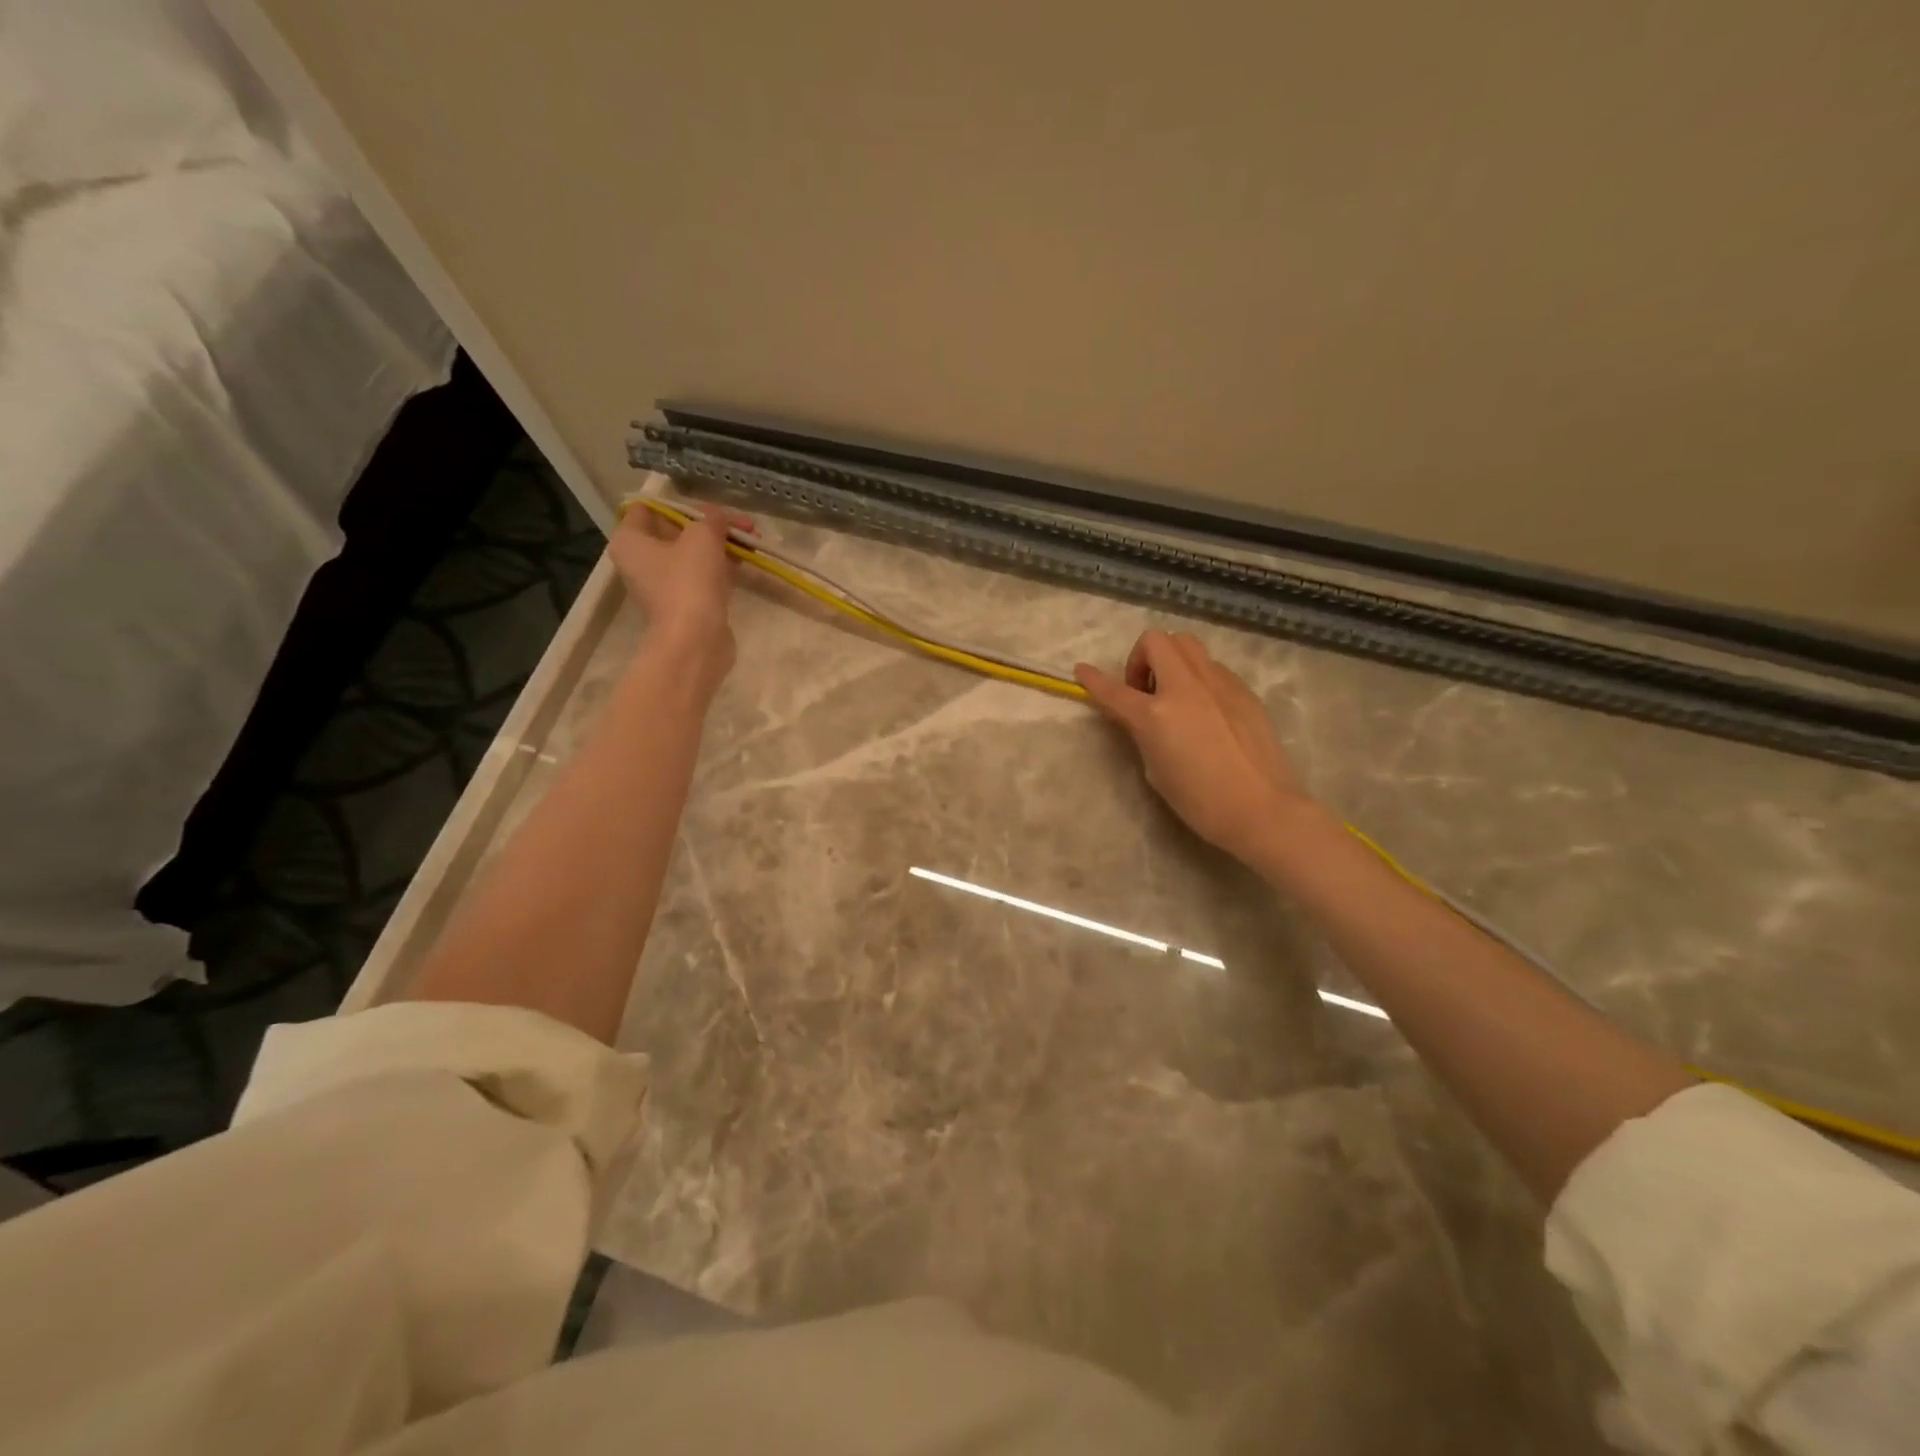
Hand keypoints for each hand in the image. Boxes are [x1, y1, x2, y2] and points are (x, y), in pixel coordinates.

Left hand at [610, 503, 750, 676]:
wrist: (696, 639)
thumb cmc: (689, 580)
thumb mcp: (703, 537)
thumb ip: (711, 519)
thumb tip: (718, 516)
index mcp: (630, 540)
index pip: (647, 509)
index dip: (679, 503)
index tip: (708, 506)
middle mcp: (640, 561)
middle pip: (675, 532)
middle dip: (710, 525)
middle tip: (743, 523)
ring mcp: (663, 585)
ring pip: (693, 554)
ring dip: (721, 545)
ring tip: (753, 540)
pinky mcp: (685, 603)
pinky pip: (703, 576)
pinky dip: (722, 566)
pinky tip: (746, 559)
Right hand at [1075, 630, 1309, 864]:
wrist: (1262, 808)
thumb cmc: (1200, 801)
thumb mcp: (1156, 770)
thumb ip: (1143, 733)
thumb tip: (1140, 716)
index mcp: (1155, 715)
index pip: (1113, 690)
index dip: (1093, 679)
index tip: (1081, 671)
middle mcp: (1185, 688)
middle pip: (1155, 641)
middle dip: (1140, 658)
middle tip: (1144, 690)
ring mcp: (1218, 683)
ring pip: (1187, 644)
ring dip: (1170, 660)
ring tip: (1174, 693)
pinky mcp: (1242, 690)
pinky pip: (1211, 666)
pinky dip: (1197, 677)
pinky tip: (1204, 709)